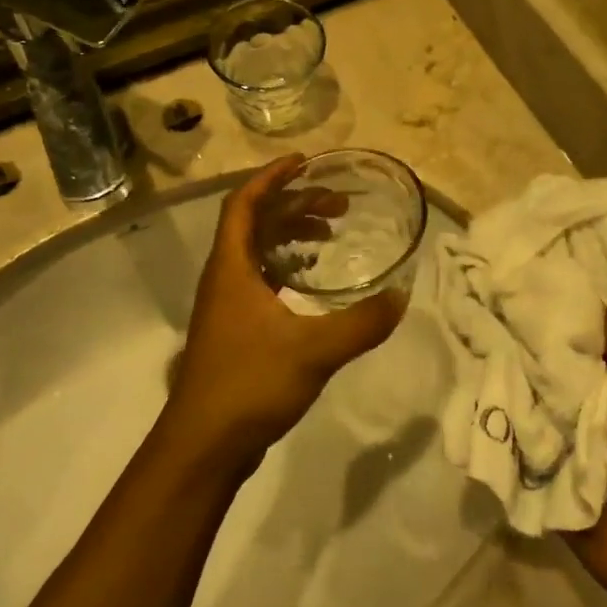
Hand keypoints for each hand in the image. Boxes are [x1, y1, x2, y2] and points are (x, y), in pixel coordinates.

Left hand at [160, 157, 405, 475]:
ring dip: (292, 236)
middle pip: (255, 223)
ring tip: (331, 236)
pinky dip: (288, 269)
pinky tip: (313, 285)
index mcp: (232, 268)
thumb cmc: (250, 384)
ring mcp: (227, 306)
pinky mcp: (235, 330)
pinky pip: (261, 280)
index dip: (272, 177)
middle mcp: (225, 278)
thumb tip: (401, 296)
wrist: (204, 444)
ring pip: (257, 253)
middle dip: (296, 205)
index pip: (245, 203)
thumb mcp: (313, 350)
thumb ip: (361, 323)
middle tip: (339, 205)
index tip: (306, 162)